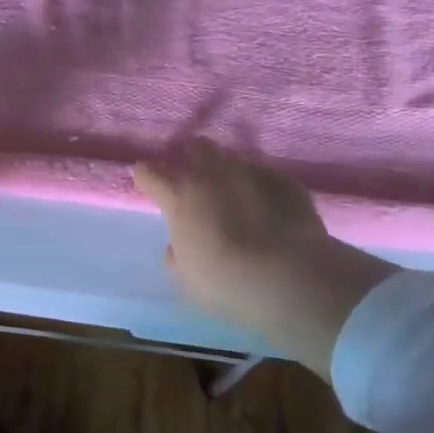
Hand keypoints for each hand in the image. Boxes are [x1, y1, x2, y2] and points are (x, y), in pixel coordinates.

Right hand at [134, 138, 394, 376]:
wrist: (290, 278)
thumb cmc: (226, 284)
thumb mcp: (187, 280)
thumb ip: (177, 255)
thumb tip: (178, 244)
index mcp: (181, 199)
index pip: (151, 175)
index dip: (146, 174)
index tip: (144, 174)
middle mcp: (212, 175)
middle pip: (197, 148)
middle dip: (193, 154)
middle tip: (196, 172)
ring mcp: (251, 172)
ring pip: (233, 158)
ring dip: (229, 170)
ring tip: (236, 190)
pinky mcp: (284, 181)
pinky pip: (266, 176)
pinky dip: (261, 188)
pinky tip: (270, 207)